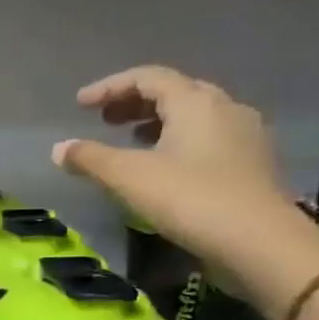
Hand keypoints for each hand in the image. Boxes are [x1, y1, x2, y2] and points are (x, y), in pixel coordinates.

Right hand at [54, 66, 318, 315]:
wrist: (259, 242)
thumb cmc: (189, 199)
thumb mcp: (129, 177)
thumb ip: (91, 159)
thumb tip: (59, 148)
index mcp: (195, 102)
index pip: (148, 77)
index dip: (110, 86)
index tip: (80, 104)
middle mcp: (225, 108)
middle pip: (175, 91)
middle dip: (134, 101)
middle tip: (104, 119)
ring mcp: (245, 134)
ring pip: (195, 115)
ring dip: (157, 121)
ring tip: (130, 139)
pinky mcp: (253, 162)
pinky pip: (209, 137)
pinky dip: (179, 140)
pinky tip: (165, 165)